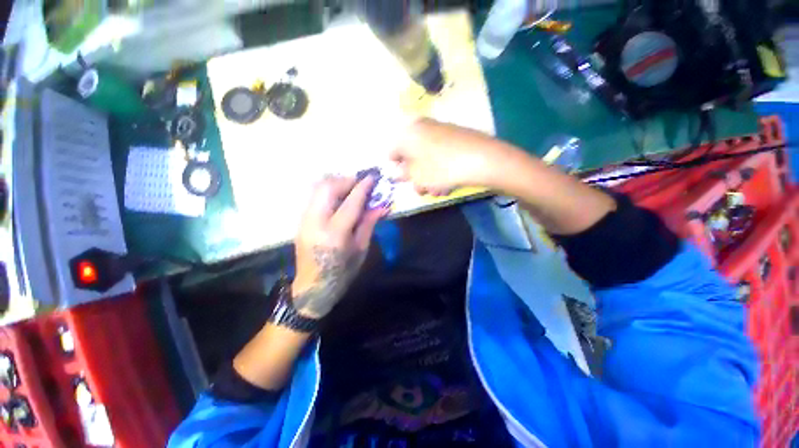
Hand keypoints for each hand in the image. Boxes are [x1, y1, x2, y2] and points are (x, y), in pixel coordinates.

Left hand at [291, 176, 387, 318]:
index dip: (363, 187)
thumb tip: (381, 205)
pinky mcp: (300, 221)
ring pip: (317, 188)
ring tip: (351, 188)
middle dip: (346, 180)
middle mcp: (315, 222)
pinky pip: (314, 196)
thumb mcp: (361, 249)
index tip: (372, 177)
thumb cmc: (342, 273)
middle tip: (361, 183)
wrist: (312, 287)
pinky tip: (339, 198)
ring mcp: (304, 220)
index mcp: (335, 234)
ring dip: (336, 183)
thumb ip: (369, 224)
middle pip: (327, 188)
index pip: (351, 202)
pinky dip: (328, 191)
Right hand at [390, 118, 516, 194]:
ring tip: (437, 190)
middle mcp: (422, 127)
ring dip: (429, 176)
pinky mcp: (455, 137)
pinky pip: (441, 155)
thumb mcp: (417, 176)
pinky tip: (448, 184)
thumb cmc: (442, 169)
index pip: (392, 150)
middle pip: (412, 155)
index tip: (404, 180)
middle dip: (416, 175)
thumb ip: (403, 174)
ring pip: (428, 158)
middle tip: (422, 189)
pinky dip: (441, 169)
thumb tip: (398, 172)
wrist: (482, 159)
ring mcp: (440, 130)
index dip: (396, 168)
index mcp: (408, 133)